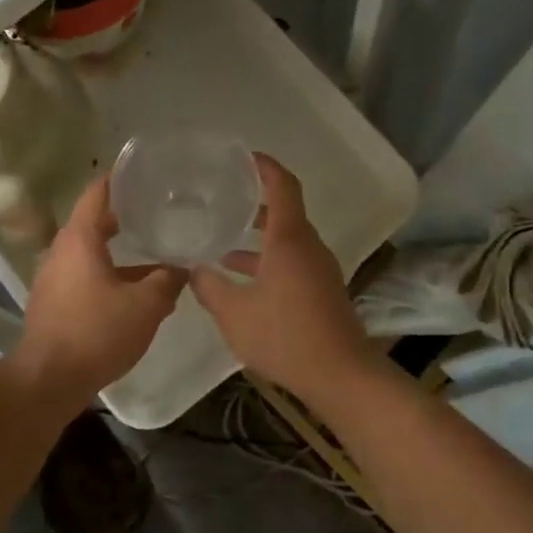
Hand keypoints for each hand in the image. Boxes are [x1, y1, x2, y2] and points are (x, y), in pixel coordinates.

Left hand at [12, 176, 184, 406]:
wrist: (48, 381)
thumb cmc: (96, 332)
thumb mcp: (145, 305)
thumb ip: (167, 280)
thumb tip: (183, 266)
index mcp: (80, 239)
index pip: (98, 193)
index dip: (119, 178)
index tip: (142, 169)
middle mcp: (61, 251)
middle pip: (94, 221)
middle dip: (125, 215)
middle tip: (157, 209)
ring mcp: (54, 277)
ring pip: (91, 252)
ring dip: (119, 250)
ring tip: (154, 250)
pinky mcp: (54, 301)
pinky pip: (85, 275)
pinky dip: (109, 273)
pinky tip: (135, 290)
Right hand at [190, 155, 379, 394]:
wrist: (340, 375)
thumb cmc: (285, 336)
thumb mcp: (235, 313)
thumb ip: (210, 287)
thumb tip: (191, 268)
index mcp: (289, 240)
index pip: (282, 186)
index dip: (265, 167)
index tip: (244, 157)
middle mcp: (308, 246)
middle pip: (284, 211)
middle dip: (254, 202)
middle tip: (224, 197)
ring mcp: (318, 269)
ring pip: (286, 240)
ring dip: (258, 238)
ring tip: (222, 242)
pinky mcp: (322, 290)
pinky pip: (292, 261)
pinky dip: (268, 259)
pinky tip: (242, 280)